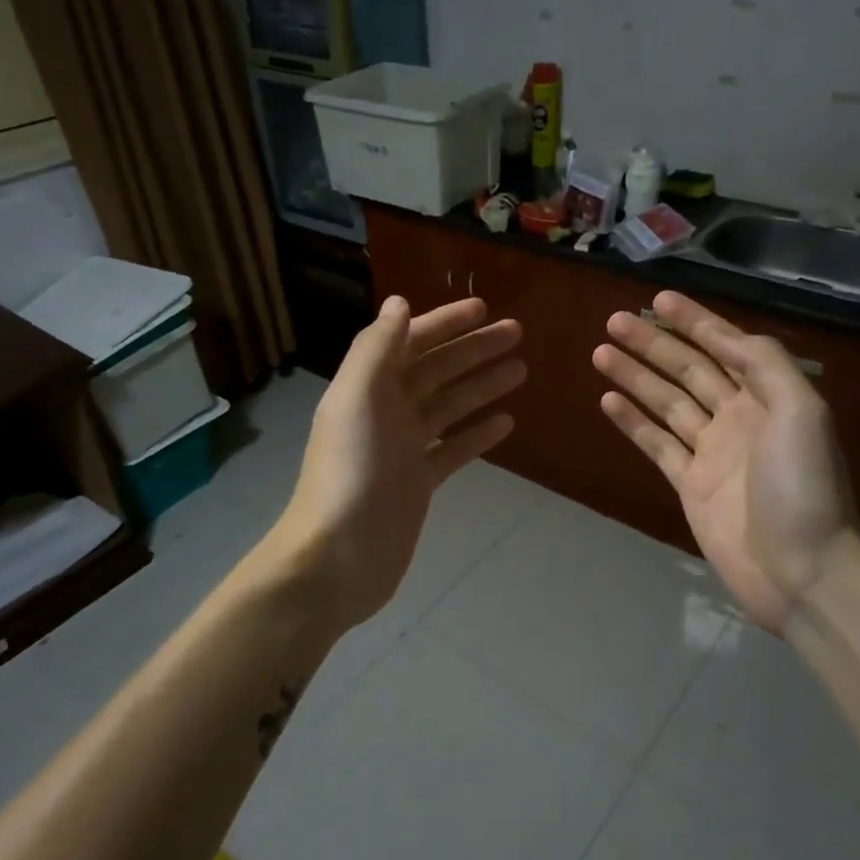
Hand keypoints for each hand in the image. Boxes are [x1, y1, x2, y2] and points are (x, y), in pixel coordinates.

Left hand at [272, 295, 523, 630]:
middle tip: (517, 332)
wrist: (338, 556)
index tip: (483, 308)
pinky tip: (506, 422)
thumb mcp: (357, 399)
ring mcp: (404, 448)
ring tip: (521, 369)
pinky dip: (477, 434)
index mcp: (368, 387)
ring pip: (449, 406)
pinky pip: (454, 449)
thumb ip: (377, 349)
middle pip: (436, 369)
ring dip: (482, 385)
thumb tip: (399, 302)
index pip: (410, 341)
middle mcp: (386, 411)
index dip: (444, 322)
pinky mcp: (419, 483)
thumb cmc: (350, 473)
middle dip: (474, 349)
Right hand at [594, 291, 859, 636]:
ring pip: (667, 402)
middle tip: (614, 321)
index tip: (658, 299)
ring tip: (601, 353)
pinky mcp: (689, 485)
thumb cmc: (803, 486)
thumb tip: (725, 336)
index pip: (725, 346)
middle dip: (654, 343)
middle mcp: (738, 417)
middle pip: (689, 370)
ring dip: (635, 376)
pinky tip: (608, 401)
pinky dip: (633, 422)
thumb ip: (765, 365)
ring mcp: (711, 452)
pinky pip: (657, 444)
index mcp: (768, 397)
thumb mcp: (800, 412)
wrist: (802, 570)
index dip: (694, 321)